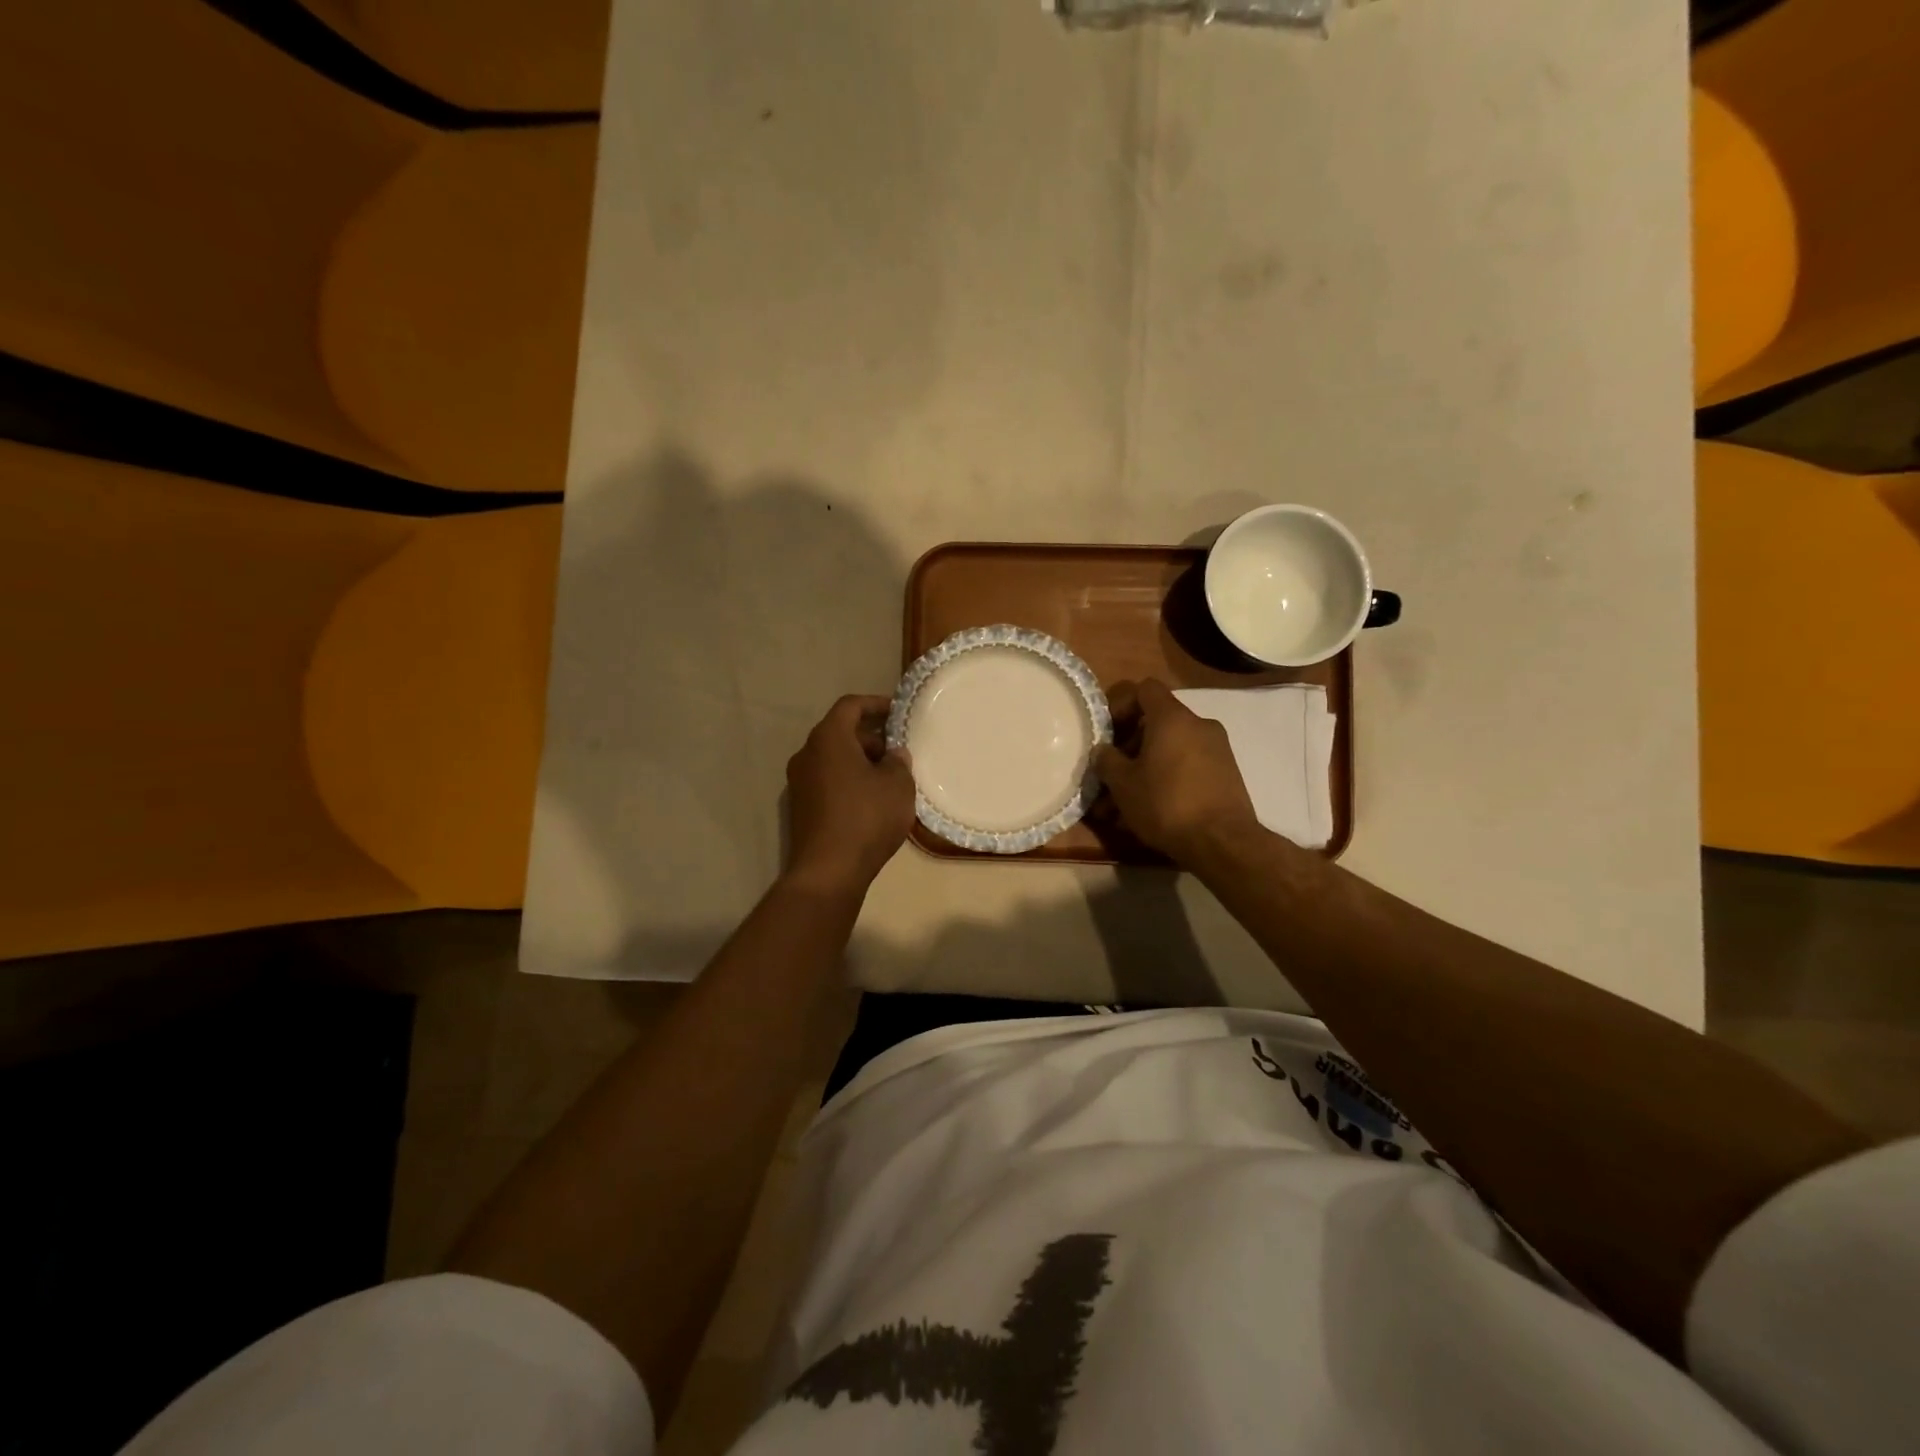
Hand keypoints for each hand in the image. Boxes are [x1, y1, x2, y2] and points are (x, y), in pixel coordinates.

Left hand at [784, 695, 915, 895]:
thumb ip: (899, 762)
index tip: (898, 712)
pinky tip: (872, 801)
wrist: (828, 871)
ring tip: (890, 778)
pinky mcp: (801, 807)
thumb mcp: (898, 785)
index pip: (850, 706)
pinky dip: (849, 781)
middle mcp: (807, 754)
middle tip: (899, 752)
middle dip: (871, 738)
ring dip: (861, 761)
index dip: (876, 704)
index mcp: (828, 738)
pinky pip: (828, 781)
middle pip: (840, 732)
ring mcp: (799, 782)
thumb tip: (893, 754)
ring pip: (834, 759)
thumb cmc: (866, 818)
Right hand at [1093, 678, 1263, 864]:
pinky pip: (1188, 767)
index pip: (1145, 689)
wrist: (1222, 842)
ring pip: (1171, 750)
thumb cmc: (1166, 803)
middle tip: (1111, 776)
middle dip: (1130, 747)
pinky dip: (1168, 780)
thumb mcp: (1123, 784)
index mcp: (1172, 718)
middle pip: (1157, 723)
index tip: (1108, 732)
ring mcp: (1217, 749)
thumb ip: (1107, 760)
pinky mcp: (1226, 774)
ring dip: (1146, 769)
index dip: (1122, 705)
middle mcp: (1199, 725)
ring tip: (1123, 805)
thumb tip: (1102, 750)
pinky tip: (1150, 811)